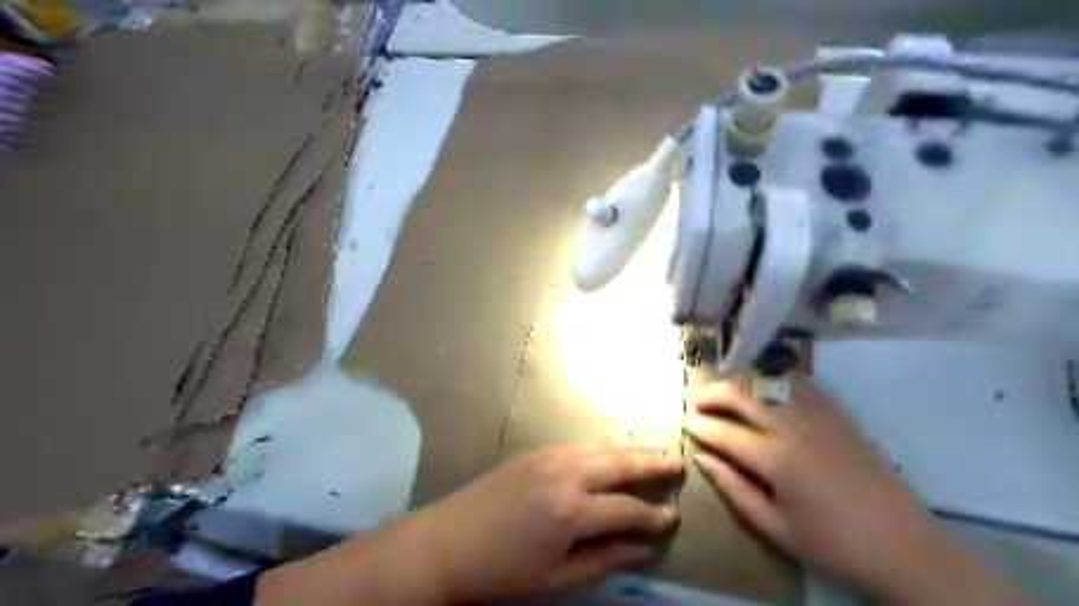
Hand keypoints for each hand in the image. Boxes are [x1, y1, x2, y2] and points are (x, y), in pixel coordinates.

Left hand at [414, 440, 680, 600]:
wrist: (448, 541)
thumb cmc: (503, 570)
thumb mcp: (558, 577)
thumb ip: (605, 558)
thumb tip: (643, 548)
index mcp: (573, 511)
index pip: (628, 510)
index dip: (654, 517)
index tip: (674, 518)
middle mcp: (567, 474)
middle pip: (621, 463)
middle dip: (653, 463)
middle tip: (678, 462)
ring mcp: (550, 456)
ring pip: (602, 446)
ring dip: (631, 447)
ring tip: (656, 447)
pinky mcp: (536, 451)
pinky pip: (580, 442)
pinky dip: (603, 443)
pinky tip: (614, 443)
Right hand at [687, 377, 1020, 602]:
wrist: (904, 547)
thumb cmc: (831, 544)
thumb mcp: (773, 527)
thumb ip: (733, 488)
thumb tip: (701, 458)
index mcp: (775, 458)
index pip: (725, 432)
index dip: (701, 427)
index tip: (686, 424)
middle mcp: (794, 426)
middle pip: (744, 393)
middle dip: (715, 394)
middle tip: (700, 403)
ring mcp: (819, 415)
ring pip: (769, 381)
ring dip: (743, 383)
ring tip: (729, 394)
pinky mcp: (838, 414)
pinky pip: (800, 383)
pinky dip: (776, 380)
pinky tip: (768, 390)